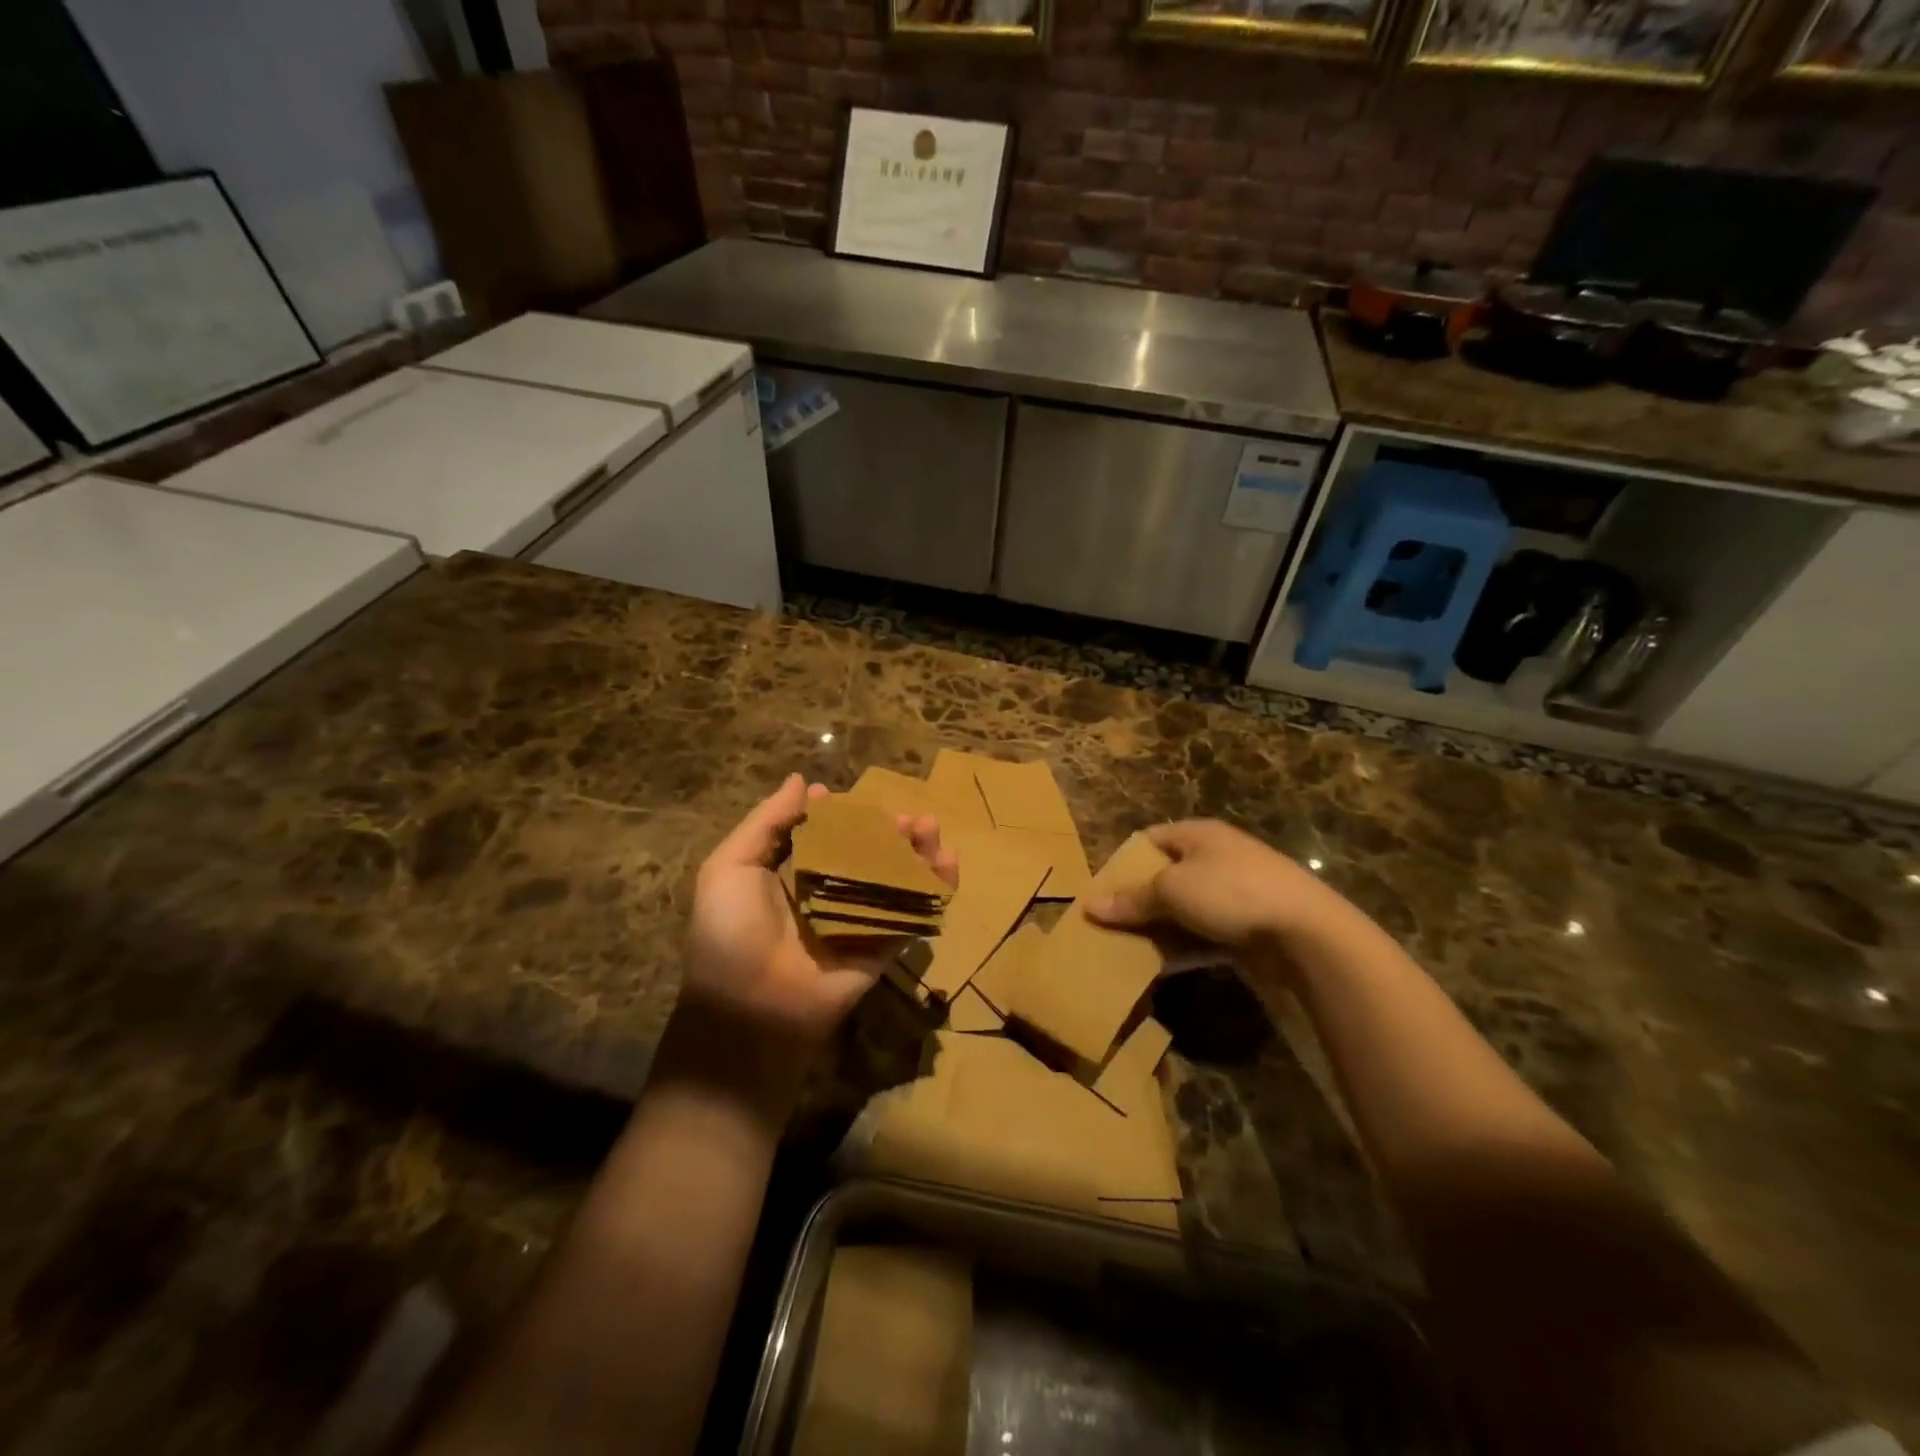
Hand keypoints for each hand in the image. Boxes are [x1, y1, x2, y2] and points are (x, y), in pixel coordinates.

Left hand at [682, 774, 957, 1076]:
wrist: (748, 1009)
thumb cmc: (731, 932)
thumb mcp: (730, 867)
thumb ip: (767, 822)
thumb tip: (801, 781)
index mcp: (791, 875)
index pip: (822, 835)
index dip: (836, 814)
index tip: (842, 797)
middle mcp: (828, 894)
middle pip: (867, 852)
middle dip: (886, 829)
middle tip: (904, 815)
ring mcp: (858, 921)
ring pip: (896, 878)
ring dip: (917, 850)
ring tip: (928, 827)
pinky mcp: (882, 947)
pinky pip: (913, 914)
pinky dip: (936, 888)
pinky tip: (948, 861)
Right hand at [1085, 819, 1335, 953]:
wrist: (1306, 932)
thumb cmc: (1231, 893)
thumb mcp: (1172, 891)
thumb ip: (1132, 899)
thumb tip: (1090, 905)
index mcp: (1198, 835)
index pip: (1149, 840)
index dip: (1123, 862)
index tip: (1102, 891)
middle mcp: (1216, 857)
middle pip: (1165, 876)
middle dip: (1138, 901)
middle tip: (1109, 925)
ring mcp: (1234, 893)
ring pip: (1184, 909)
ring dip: (1159, 928)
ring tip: (1127, 950)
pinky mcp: (1246, 926)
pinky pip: (1204, 934)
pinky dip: (1184, 947)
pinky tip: (1161, 966)